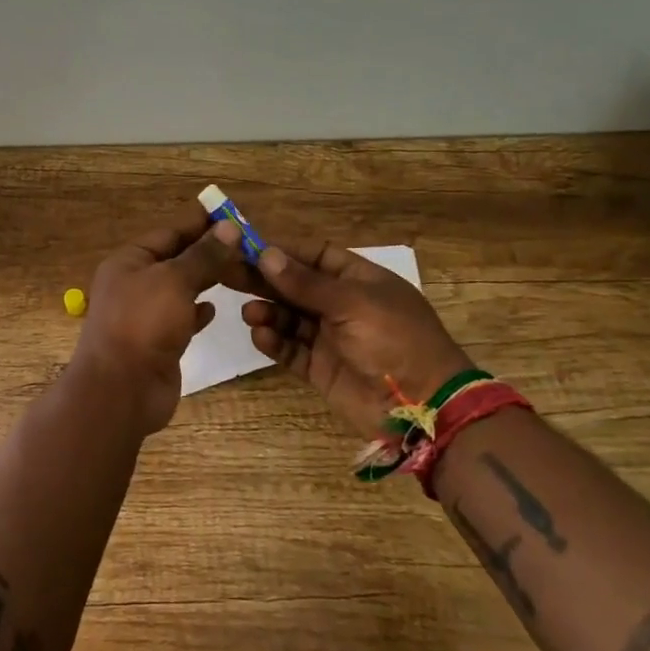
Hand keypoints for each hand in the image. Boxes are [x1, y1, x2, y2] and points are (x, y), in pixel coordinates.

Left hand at [69, 209, 243, 436]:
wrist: (121, 389)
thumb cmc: (143, 323)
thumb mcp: (175, 280)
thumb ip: (203, 255)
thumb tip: (229, 228)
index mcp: (129, 261)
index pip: (169, 233)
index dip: (200, 224)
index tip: (232, 214)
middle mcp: (134, 284)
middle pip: (176, 260)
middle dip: (208, 253)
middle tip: (248, 245)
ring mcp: (145, 315)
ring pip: (180, 289)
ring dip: (206, 280)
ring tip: (240, 272)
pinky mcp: (158, 342)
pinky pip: (181, 318)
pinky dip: (198, 311)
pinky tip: (216, 309)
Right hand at [230, 239, 471, 439]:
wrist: (423, 406)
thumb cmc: (394, 339)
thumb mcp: (352, 303)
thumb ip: (305, 282)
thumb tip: (265, 254)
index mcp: (358, 279)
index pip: (313, 254)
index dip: (281, 249)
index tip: (244, 244)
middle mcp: (341, 304)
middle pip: (294, 285)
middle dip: (263, 279)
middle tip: (226, 273)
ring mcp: (330, 337)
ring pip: (288, 317)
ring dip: (267, 311)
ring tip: (249, 313)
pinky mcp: (320, 368)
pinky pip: (290, 349)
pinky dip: (274, 341)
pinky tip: (260, 335)